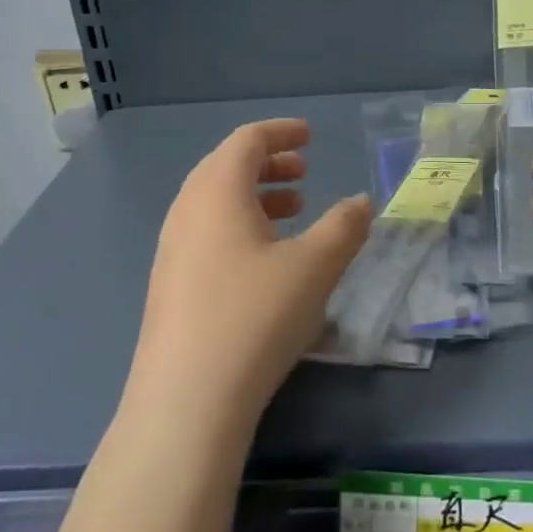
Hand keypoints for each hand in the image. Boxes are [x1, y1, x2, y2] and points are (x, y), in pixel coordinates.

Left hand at [126, 119, 371, 434]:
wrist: (187, 399)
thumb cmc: (255, 316)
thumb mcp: (314, 267)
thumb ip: (344, 227)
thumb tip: (361, 203)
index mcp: (217, 192)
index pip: (246, 140)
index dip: (281, 132)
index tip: (310, 136)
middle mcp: (187, 211)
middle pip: (226, 168)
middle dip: (268, 164)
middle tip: (304, 173)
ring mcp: (172, 250)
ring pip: (216, 204)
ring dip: (256, 198)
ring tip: (293, 212)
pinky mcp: (170, 286)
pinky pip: (208, 235)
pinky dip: (240, 228)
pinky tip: (267, 262)